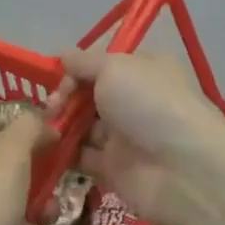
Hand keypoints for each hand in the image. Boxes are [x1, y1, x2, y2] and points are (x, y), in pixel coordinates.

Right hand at [56, 49, 224, 224]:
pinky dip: (62, 153)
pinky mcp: (114, 169)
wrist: (182, 170)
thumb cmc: (149, 104)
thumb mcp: (114, 67)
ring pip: (82, 126)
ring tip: (42, 128)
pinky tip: (45, 149)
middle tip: (51, 108)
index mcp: (142, 69)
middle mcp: (134, 100)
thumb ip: (84, 62)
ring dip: (60, 125)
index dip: (76, 70)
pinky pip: (81, 157)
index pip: (101, 64)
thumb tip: (63, 54)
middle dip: (64, 98)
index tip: (59, 79)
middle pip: (89, 95)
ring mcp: (125, 136)